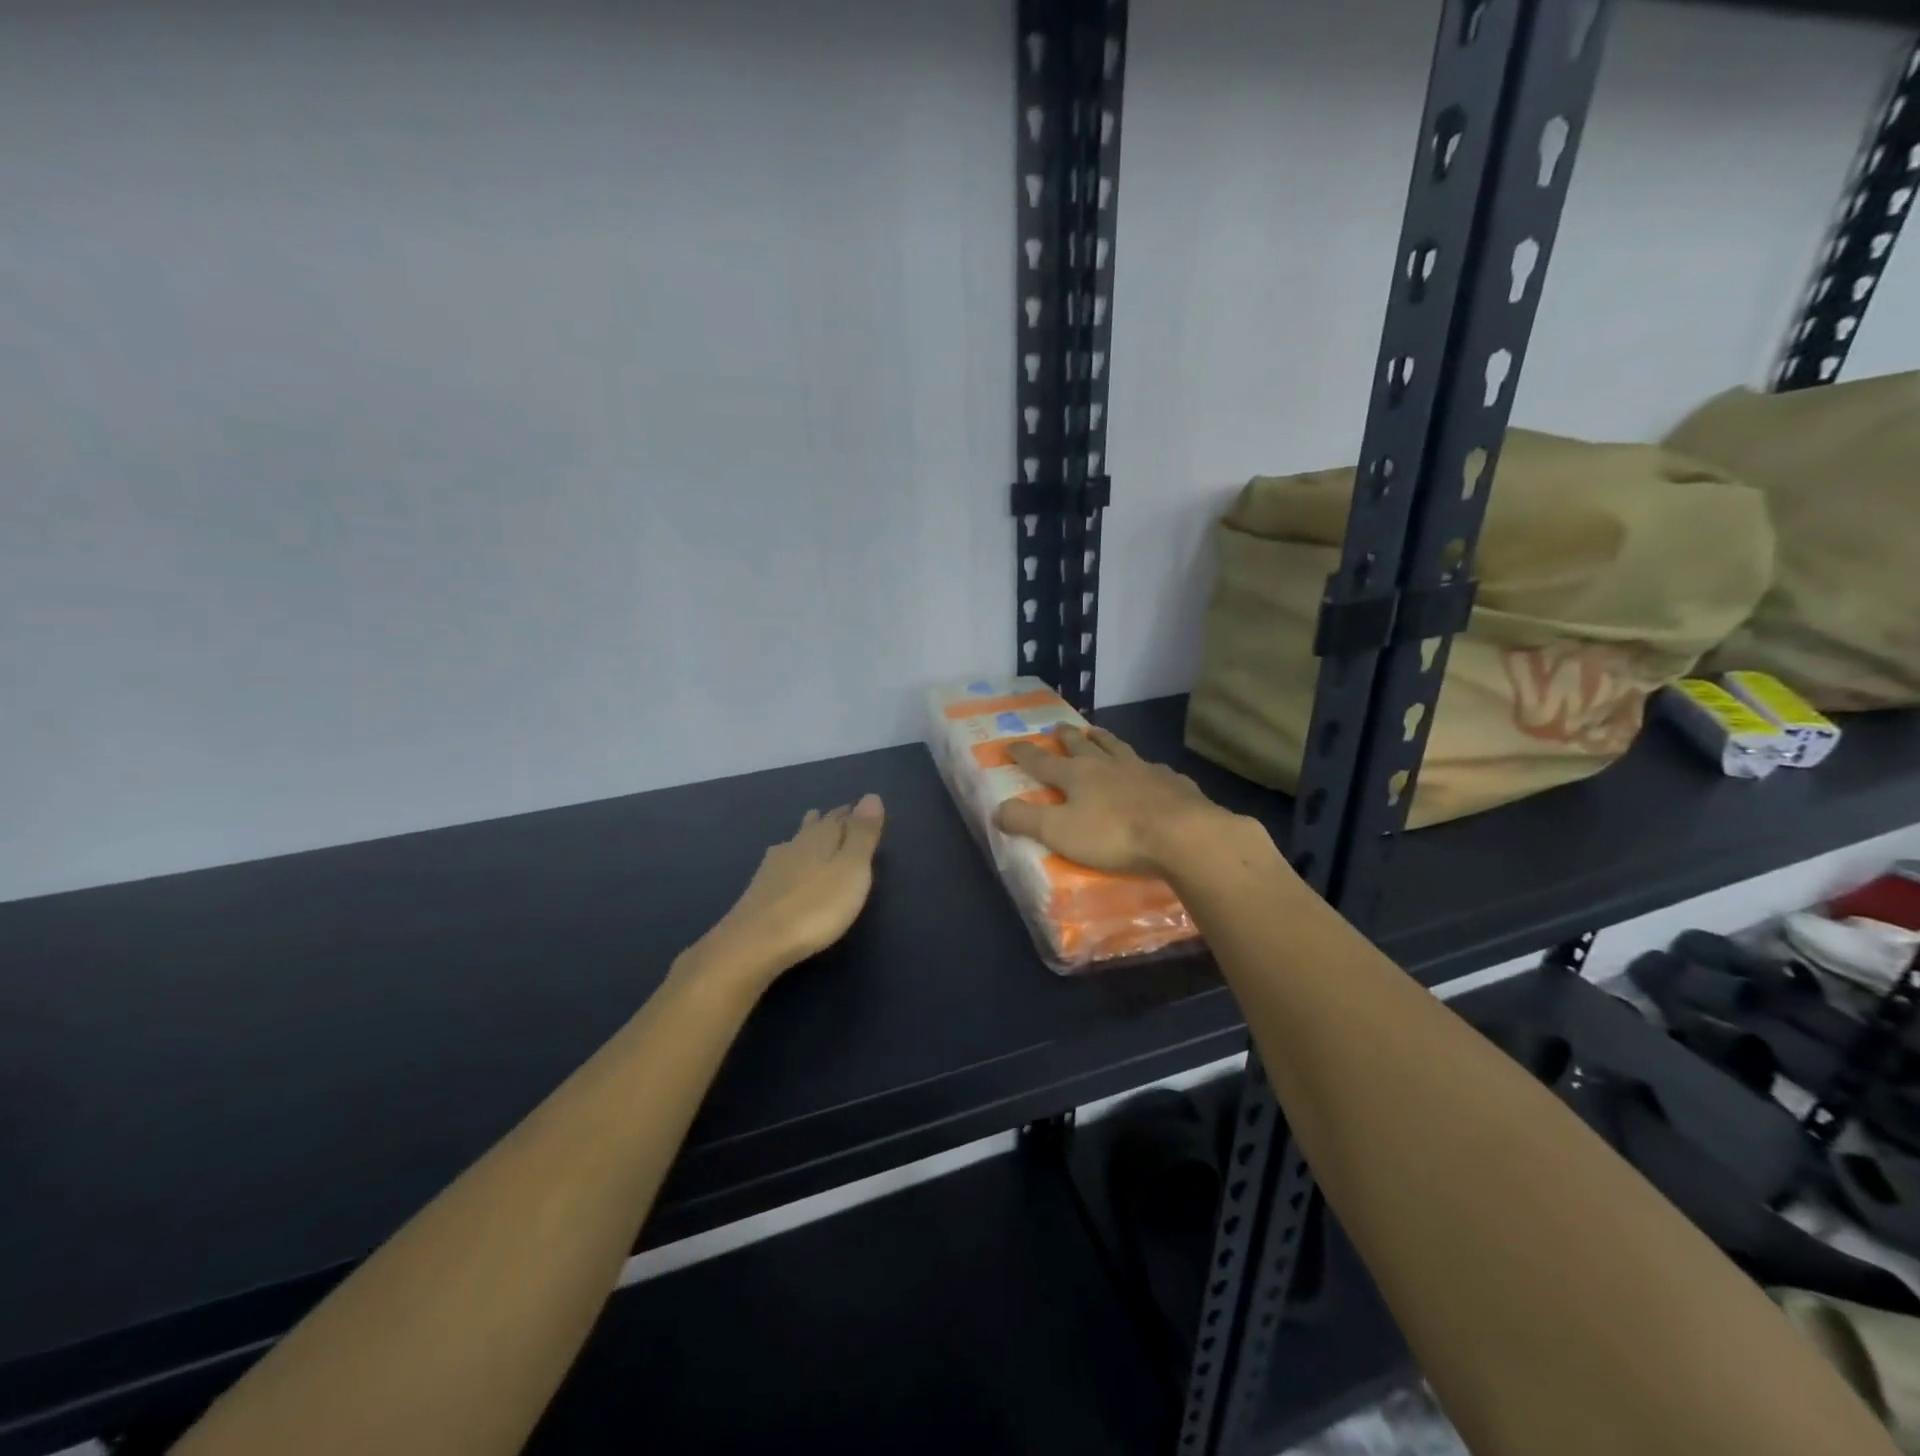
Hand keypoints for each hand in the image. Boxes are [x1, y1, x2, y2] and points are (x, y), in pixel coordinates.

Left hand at [689, 794, 886, 991]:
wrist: (756, 942)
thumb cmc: (816, 906)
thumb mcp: (851, 869)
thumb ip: (862, 834)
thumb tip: (871, 795)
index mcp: (820, 839)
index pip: (839, 819)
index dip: (851, 814)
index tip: (858, 807)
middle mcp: (795, 846)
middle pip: (814, 827)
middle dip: (828, 820)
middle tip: (837, 813)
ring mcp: (773, 868)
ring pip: (795, 843)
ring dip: (806, 835)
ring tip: (810, 827)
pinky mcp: (759, 890)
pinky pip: (780, 863)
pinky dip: (789, 858)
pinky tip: (782, 864)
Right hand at [994, 727, 1236, 877]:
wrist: (1181, 834)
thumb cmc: (1113, 835)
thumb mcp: (1059, 832)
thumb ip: (1026, 820)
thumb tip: (996, 809)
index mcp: (1077, 776)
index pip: (1042, 762)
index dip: (1024, 754)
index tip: (1011, 744)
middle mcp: (1107, 765)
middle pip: (1081, 746)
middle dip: (1066, 737)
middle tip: (1058, 728)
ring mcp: (1142, 769)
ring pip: (1117, 747)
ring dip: (1103, 739)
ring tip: (1097, 733)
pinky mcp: (1171, 782)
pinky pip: (1153, 768)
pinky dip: (1144, 766)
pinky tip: (1149, 769)